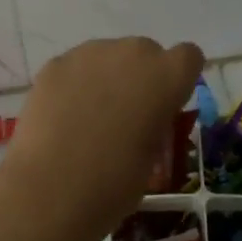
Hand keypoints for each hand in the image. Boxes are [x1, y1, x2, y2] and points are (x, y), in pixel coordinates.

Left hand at [0, 36, 202, 235]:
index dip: (178, 79)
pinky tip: (61, 116)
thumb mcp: (153, 154)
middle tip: (124, 114)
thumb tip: (141, 117)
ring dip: (105, 77)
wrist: (53, 188)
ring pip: (106, 55)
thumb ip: (154, 122)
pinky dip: (72, 85)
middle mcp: (132, 53)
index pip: (188, 56)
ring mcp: (89, 54)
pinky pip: (73, 67)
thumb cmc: (115, 182)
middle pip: (144, 52)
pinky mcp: (55, 64)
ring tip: (87, 117)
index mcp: (167, 76)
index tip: (166, 103)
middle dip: (139, 76)